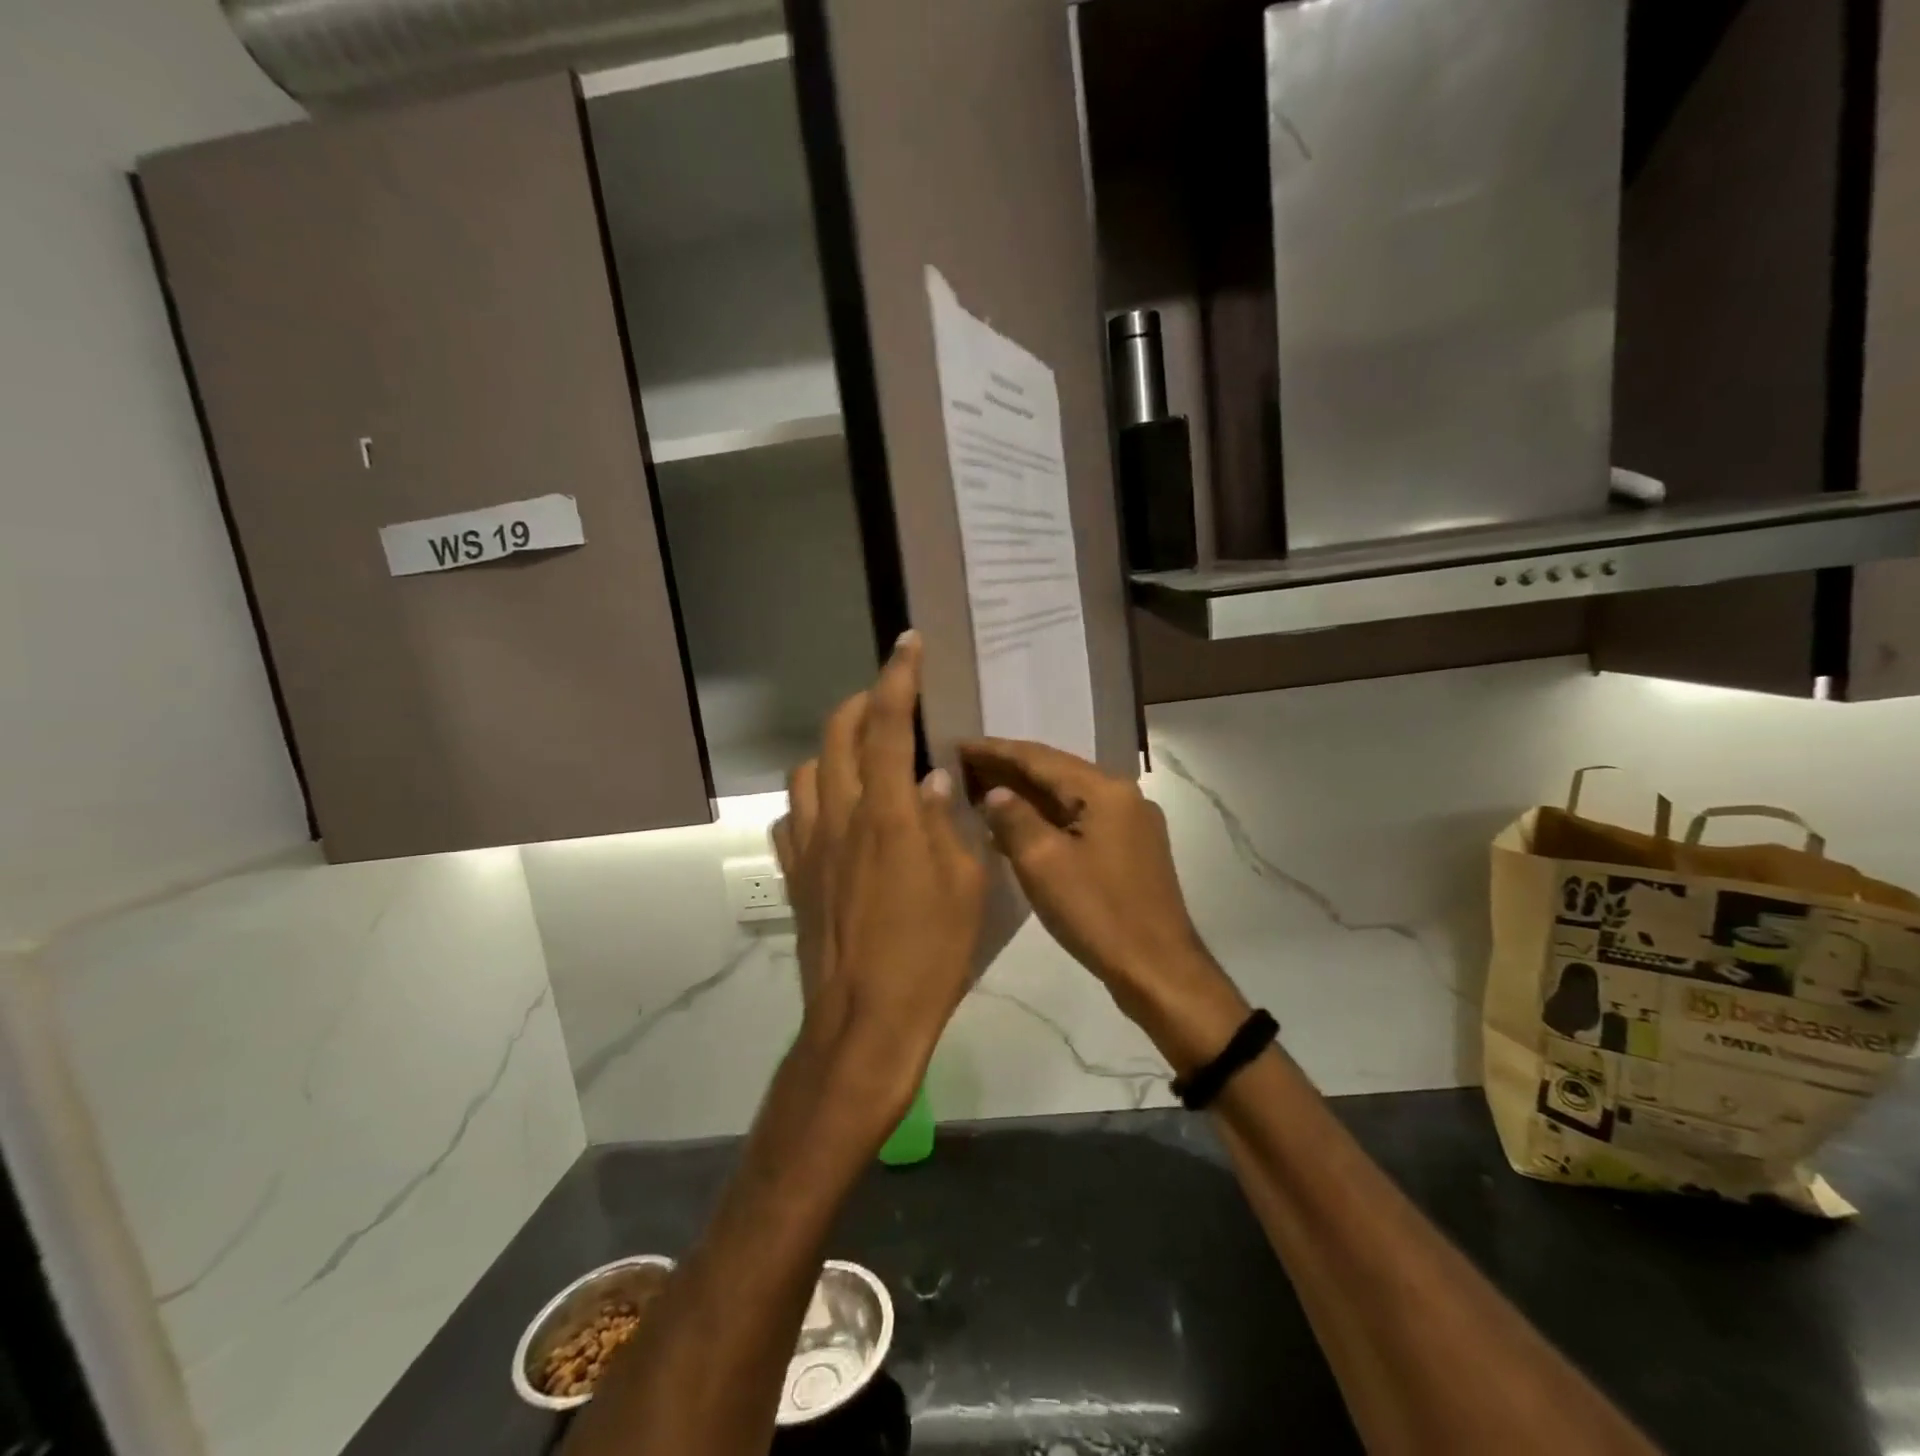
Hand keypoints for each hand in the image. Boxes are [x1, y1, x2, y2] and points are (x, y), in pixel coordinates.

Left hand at [773, 633, 986, 1120]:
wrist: (864, 1020)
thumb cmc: (928, 955)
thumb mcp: (964, 887)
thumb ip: (946, 823)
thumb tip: (932, 779)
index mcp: (887, 815)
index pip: (890, 726)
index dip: (899, 677)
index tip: (908, 643)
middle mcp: (840, 817)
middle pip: (837, 734)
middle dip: (863, 702)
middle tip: (890, 699)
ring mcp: (809, 845)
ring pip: (807, 770)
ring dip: (834, 749)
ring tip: (864, 757)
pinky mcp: (795, 874)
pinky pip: (793, 817)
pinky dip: (813, 798)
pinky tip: (835, 814)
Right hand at [958, 738, 1246, 1072]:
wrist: (1157, 969)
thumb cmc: (1097, 913)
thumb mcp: (1043, 863)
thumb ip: (1014, 818)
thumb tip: (995, 793)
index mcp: (1105, 790)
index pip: (1039, 757)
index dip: (995, 751)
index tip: (958, 744)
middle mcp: (1123, 796)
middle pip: (1056, 773)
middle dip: (1009, 770)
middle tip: (964, 766)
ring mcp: (1131, 823)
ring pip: (1068, 798)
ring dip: (1027, 795)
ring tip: (982, 793)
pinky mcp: (1131, 849)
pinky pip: (1080, 821)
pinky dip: (1047, 820)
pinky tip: (1017, 829)